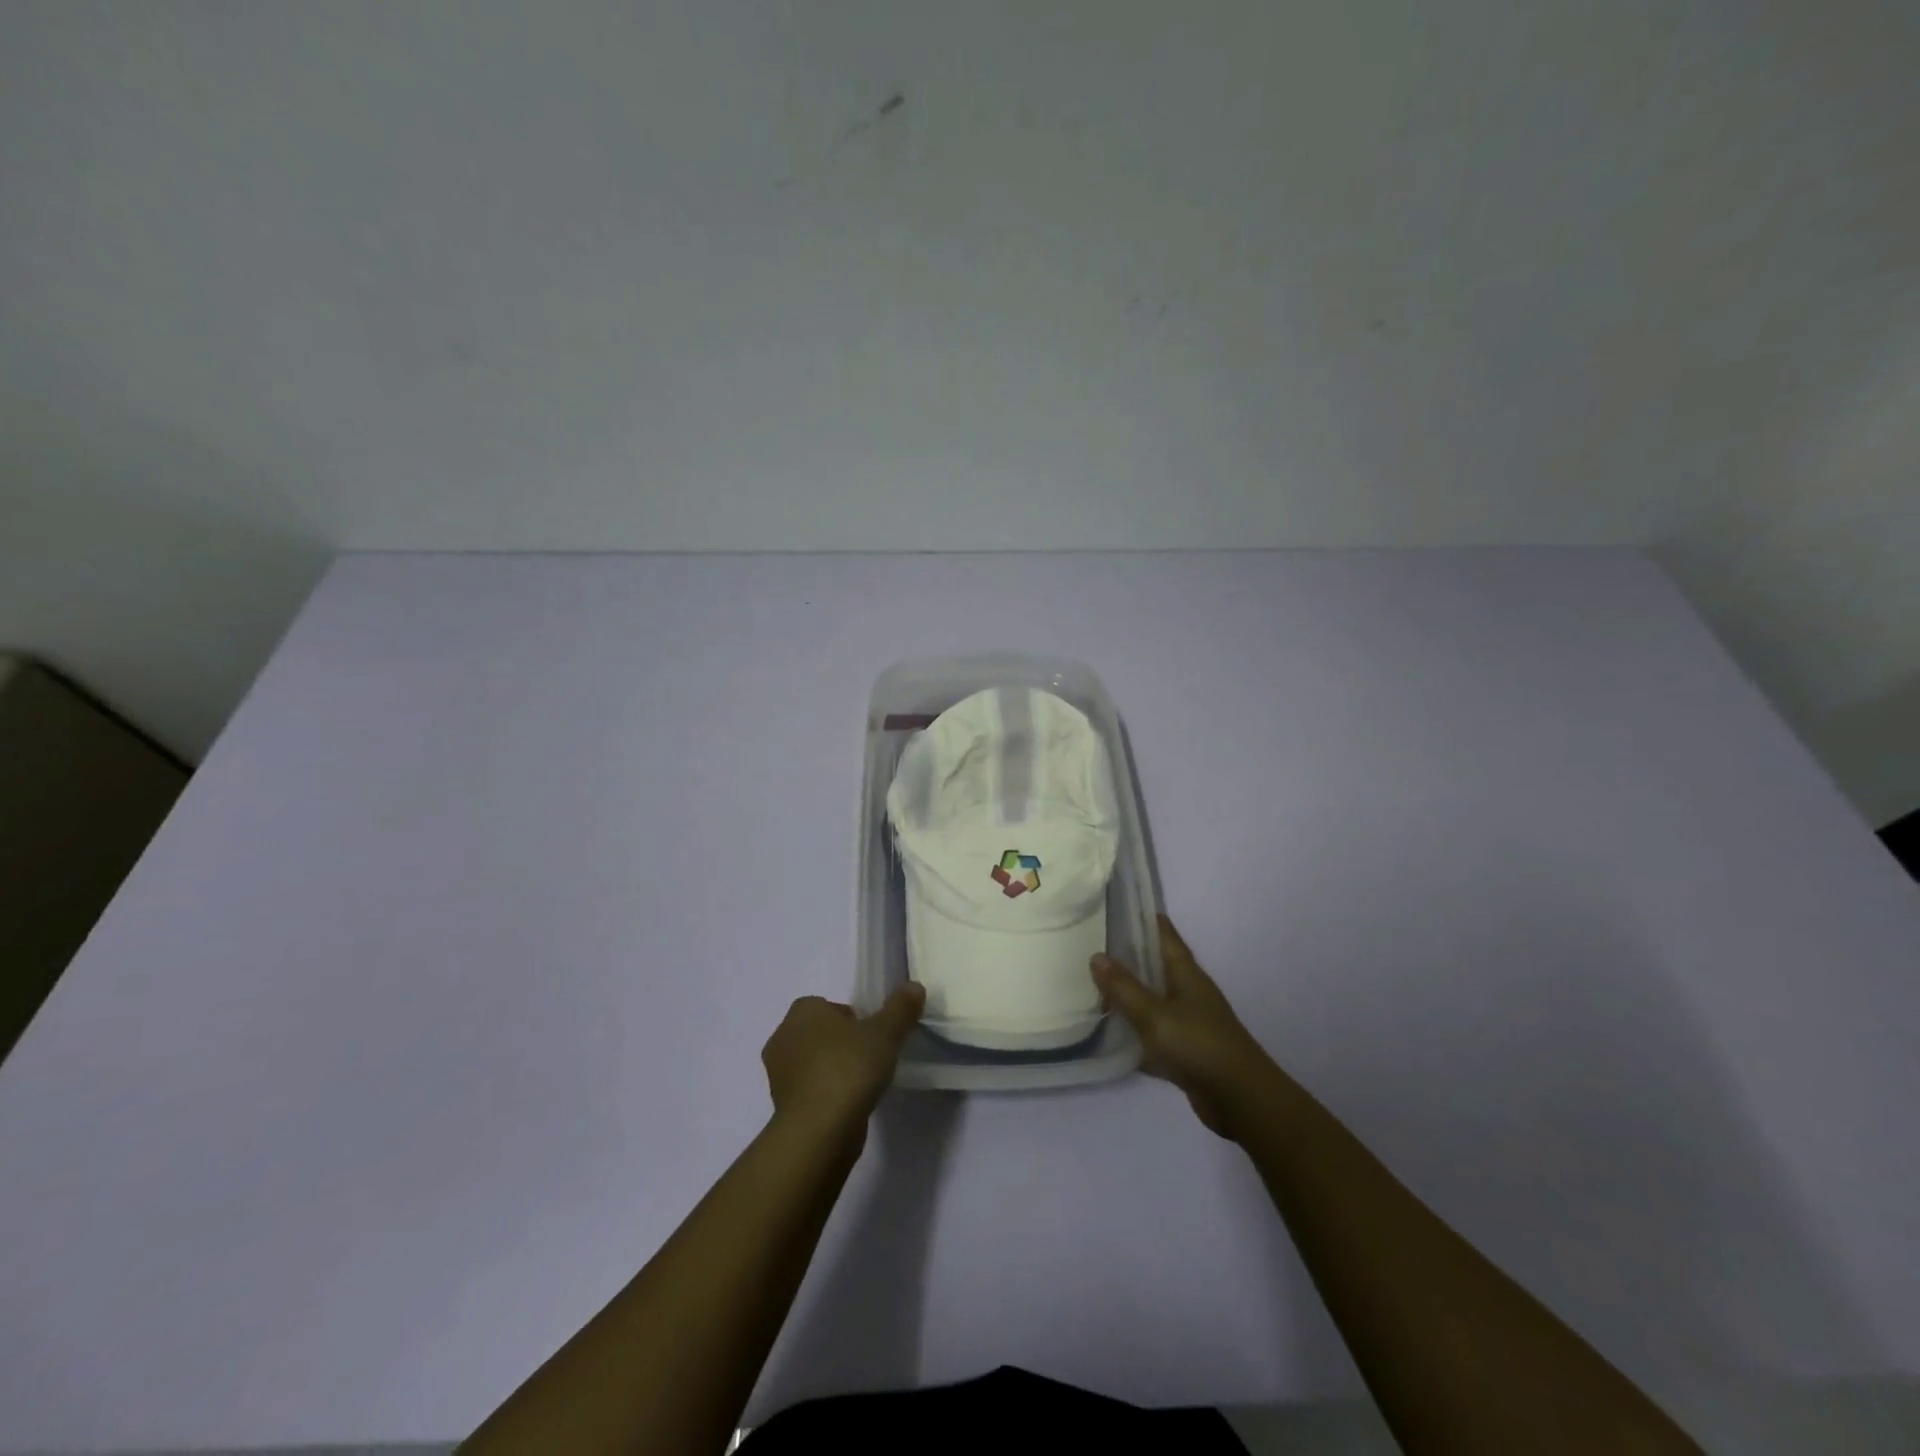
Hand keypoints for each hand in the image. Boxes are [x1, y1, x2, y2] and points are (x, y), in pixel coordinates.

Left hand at [761, 985, 924, 1151]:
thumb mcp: (885, 1033)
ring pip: (812, 1062)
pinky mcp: (782, 1106)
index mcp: (803, 1011)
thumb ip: (900, 1008)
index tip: (872, 1034)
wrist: (819, 1131)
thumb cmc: (848, 1068)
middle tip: (870, 1057)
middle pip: (819, 1032)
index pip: (827, 1005)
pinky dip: (826, 1093)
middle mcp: (783, 1036)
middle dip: (841, 1042)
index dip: (851, 1017)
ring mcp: (778, 1074)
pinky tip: (849, 1105)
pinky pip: (809, 1090)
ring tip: (863, 1083)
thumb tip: (914, 986)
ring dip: (833, 1069)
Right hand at [1092, 915, 1273, 1137]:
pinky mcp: (1186, 1051)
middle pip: (1157, 966)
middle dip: (1130, 955)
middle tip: (1094, 944)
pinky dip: (1136, 1031)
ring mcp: (1190, 1022)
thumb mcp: (1154, 1014)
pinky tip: (1112, 1034)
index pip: (1165, 935)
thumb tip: (1096, 956)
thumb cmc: (1198, 1045)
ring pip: (1154, 999)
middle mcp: (1189, 992)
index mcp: (1186, 974)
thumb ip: (1124, 987)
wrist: (1240, 1099)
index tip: (1119, 905)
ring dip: (1130, 993)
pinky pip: (1155, 1032)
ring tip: (1095, 984)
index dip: (1145, 919)